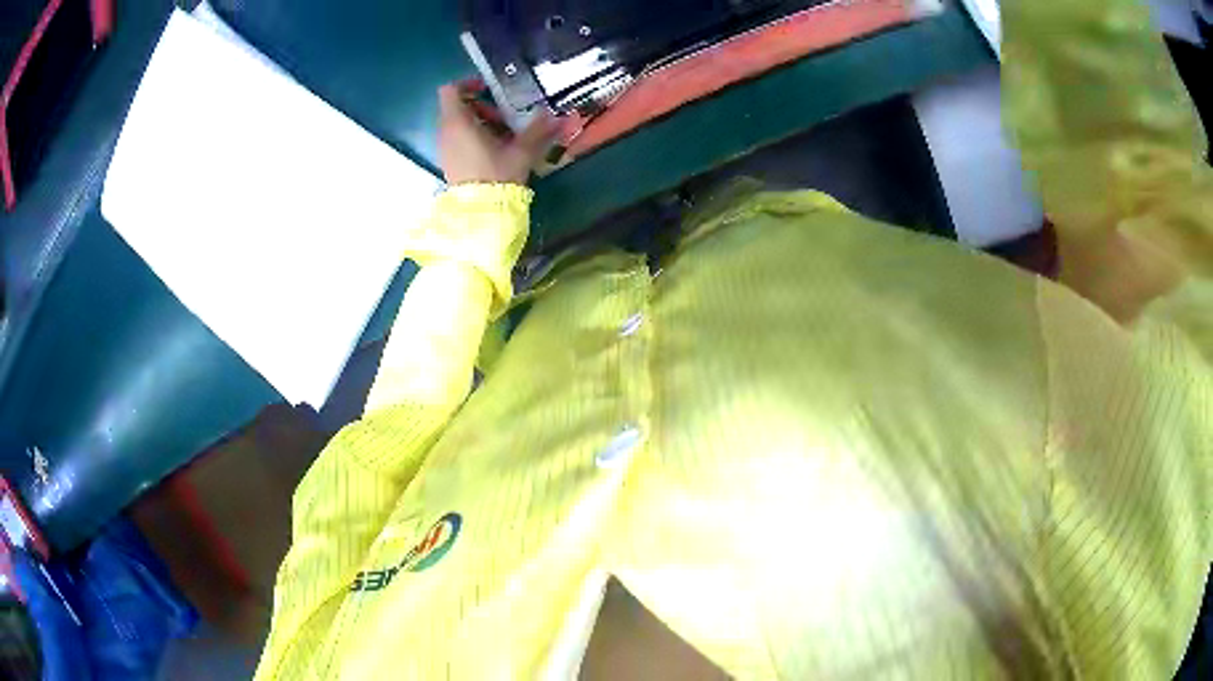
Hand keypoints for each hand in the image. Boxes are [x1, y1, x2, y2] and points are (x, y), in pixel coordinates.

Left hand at [438, 83, 557, 185]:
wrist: (481, 213)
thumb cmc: (497, 175)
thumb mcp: (521, 150)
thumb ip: (539, 130)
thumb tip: (559, 115)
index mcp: (458, 122)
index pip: (450, 90)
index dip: (468, 84)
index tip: (489, 89)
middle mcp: (446, 132)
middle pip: (457, 106)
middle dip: (481, 106)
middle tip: (504, 117)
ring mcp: (445, 148)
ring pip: (458, 123)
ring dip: (479, 122)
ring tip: (503, 134)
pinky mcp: (449, 162)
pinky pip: (458, 139)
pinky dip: (474, 136)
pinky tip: (495, 149)